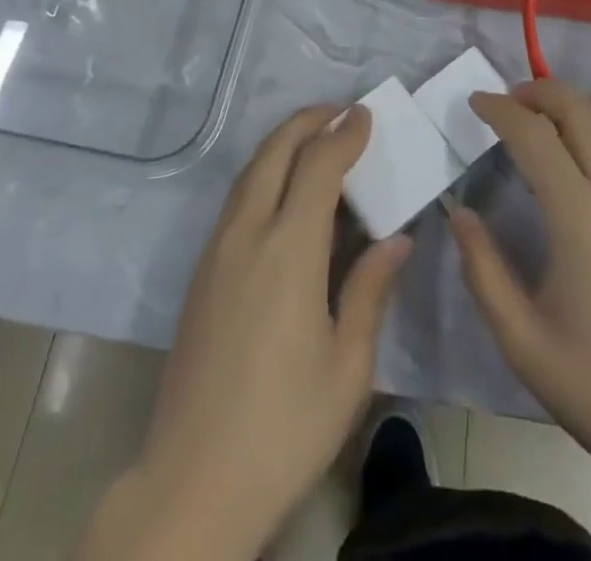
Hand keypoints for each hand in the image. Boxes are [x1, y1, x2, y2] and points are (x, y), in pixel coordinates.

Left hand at [90, 105, 410, 560]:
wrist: (194, 478)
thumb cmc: (285, 426)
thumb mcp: (348, 366)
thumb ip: (370, 290)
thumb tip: (397, 239)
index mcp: (289, 249)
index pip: (318, 166)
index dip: (344, 135)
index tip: (366, 115)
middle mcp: (248, 233)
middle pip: (275, 152)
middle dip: (307, 122)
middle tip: (339, 111)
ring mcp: (217, 250)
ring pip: (250, 172)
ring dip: (282, 144)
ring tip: (314, 139)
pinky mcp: (201, 271)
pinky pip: (237, 200)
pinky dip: (264, 173)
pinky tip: (283, 192)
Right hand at [450, 81, 590, 503]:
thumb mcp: (525, 343)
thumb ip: (484, 270)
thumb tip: (459, 214)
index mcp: (581, 216)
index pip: (535, 134)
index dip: (500, 109)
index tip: (474, 101)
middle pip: (580, 110)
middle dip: (539, 90)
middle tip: (504, 100)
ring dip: (565, 114)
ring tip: (531, 132)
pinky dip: (587, 143)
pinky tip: (570, 180)